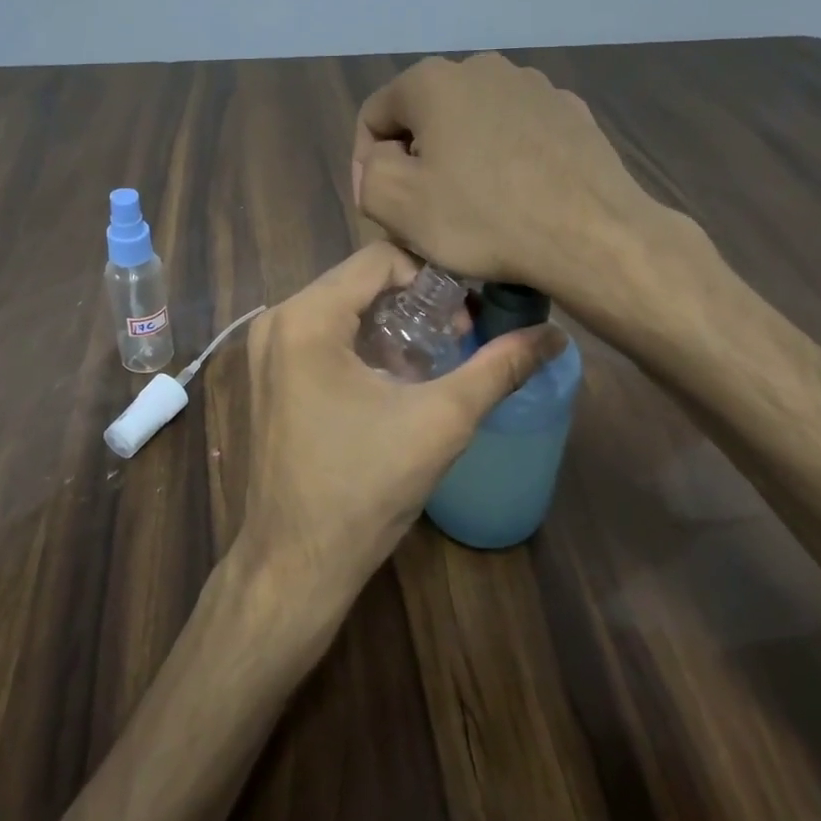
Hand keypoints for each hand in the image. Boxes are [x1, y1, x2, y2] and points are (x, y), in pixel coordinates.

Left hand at [238, 241, 564, 611]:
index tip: (470, 312)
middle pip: (359, 281)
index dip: (434, 275)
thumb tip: (555, 335)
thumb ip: (498, 369)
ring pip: (341, 308)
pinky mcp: (268, 378)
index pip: (380, 258)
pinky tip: (396, 378)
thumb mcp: (440, 422)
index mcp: (306, 318)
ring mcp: (265, 352)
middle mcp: (277, 322)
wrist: (296, 563)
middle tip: (459, 334)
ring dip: (391, 323)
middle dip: (415, 301)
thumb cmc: (364, 488)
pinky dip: (363, 344)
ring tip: (435, 356)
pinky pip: (322, 337)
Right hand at [352, 52, 693, 302]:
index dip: (366, 164)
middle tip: (424, 210)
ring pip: (473, 123)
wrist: (591, 235)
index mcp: (432, 81)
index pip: (375, 116)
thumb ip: (368, 172)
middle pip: (425, 117)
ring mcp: (534, 86)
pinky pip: (517, 133)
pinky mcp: (571, 112)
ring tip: (473, 206)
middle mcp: (482, 68)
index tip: (381, 208)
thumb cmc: (483, 218)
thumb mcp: (396, 203)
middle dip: (416, 160)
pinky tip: (516, 197)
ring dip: (460, 158)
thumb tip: (382, 160)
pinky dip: (504, 159)